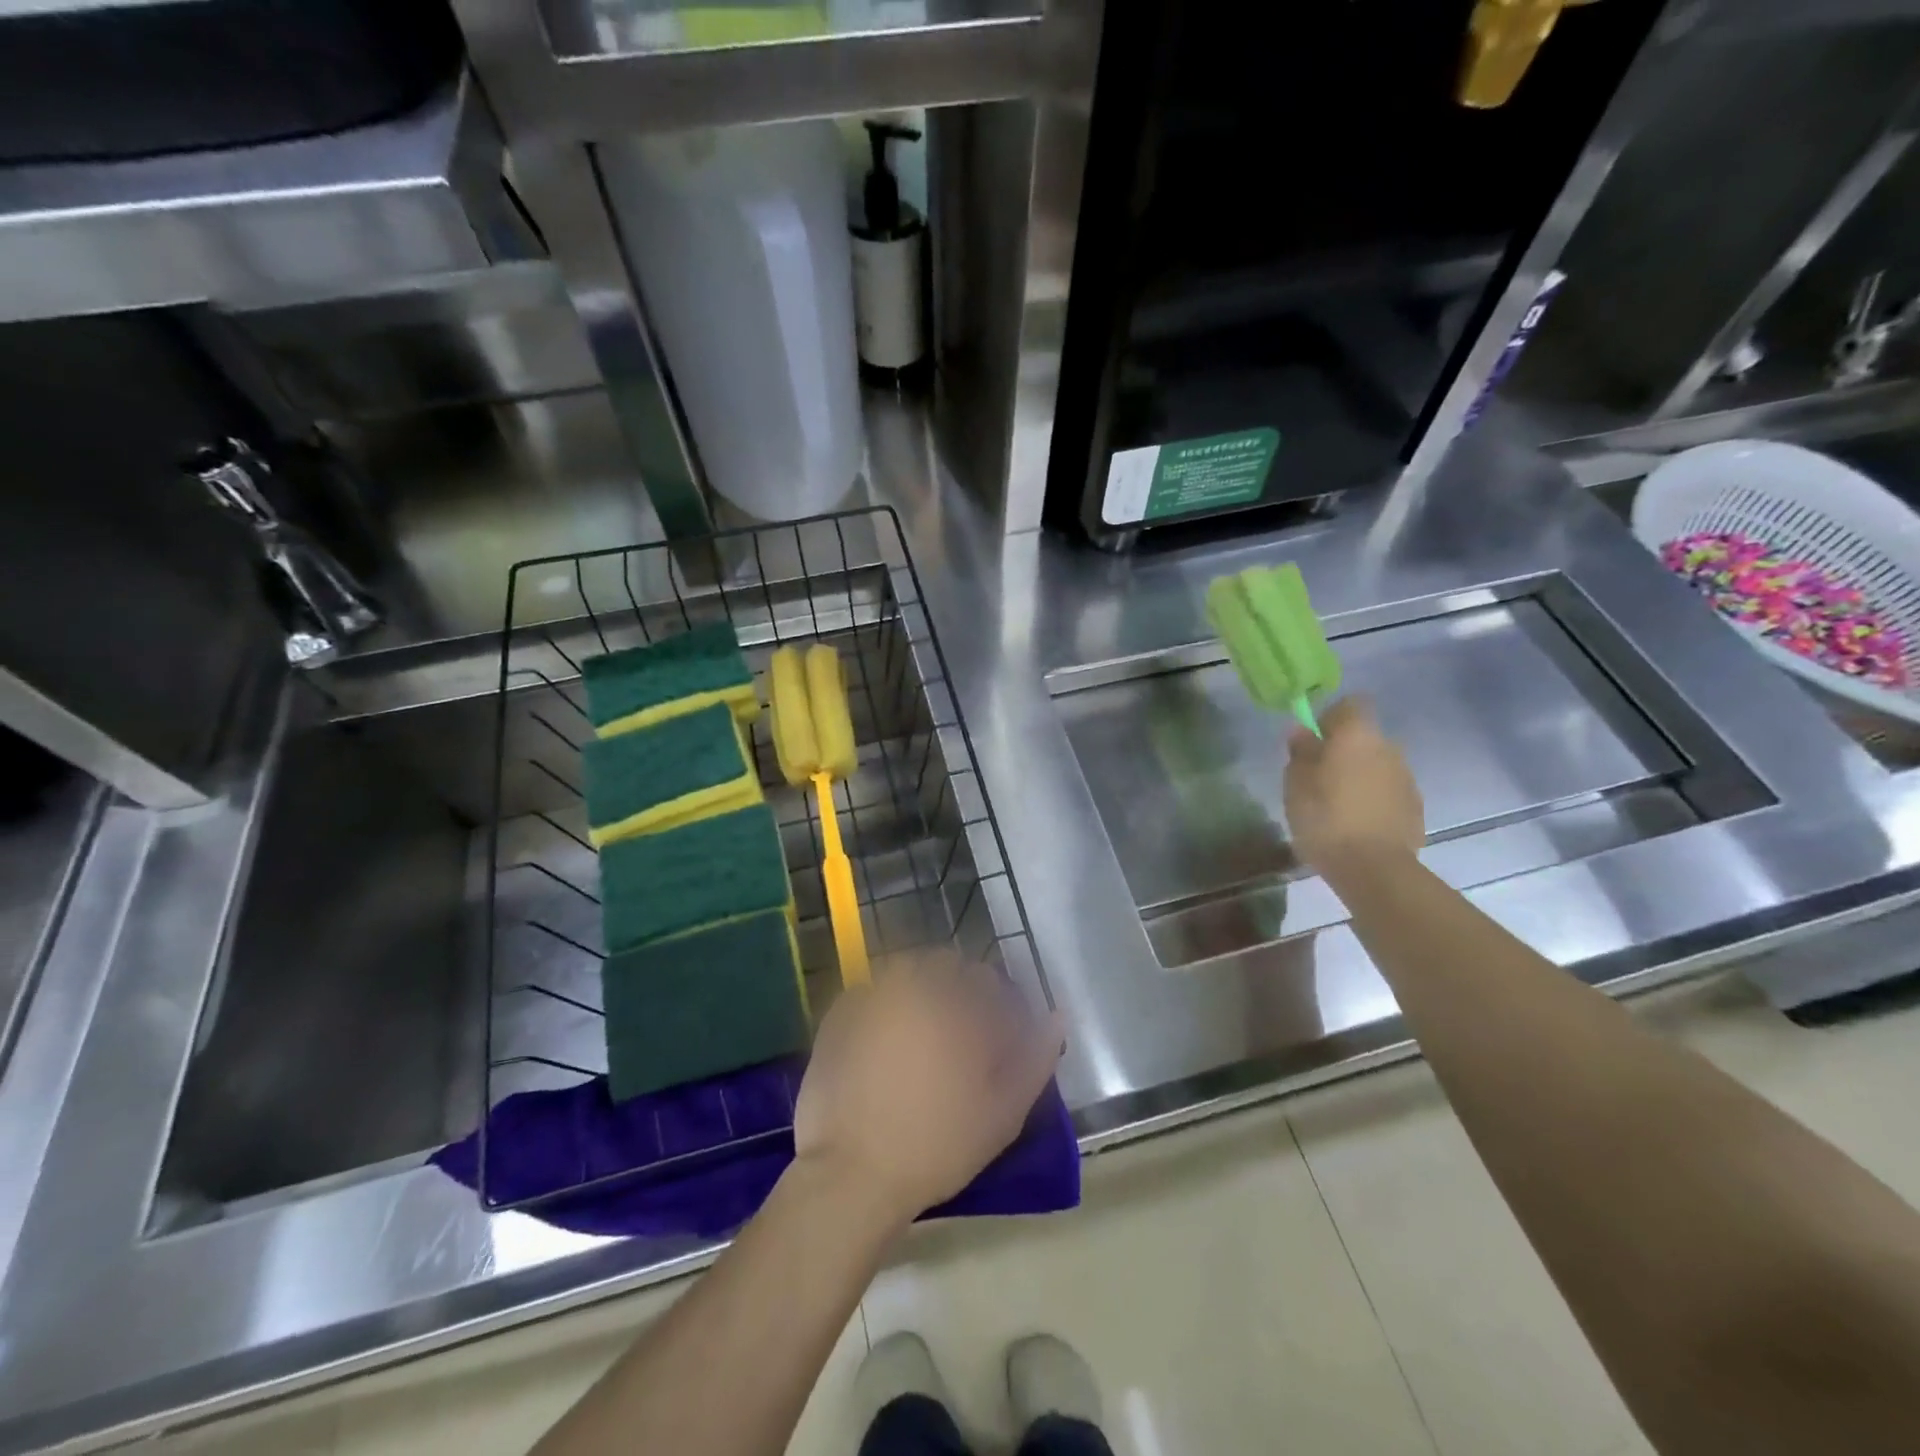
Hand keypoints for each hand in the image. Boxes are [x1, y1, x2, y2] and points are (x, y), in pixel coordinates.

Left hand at [792, 953, 1061, 1227]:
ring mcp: (870, 997)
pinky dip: (882, 1006)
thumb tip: (1056, 1016)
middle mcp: (912, 986)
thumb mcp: (1003, 1112)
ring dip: (919, 991)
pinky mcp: (838, 1015)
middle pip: (943, 966)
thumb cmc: (937, 1145)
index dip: (994, 1004)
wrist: (852, 1175)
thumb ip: (1035, 1058)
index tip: (991, 1036)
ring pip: (904, 972)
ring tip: (919, 1037)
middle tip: (954, 1037)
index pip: (985, 979)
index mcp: (955, 1004)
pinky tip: (882, 1043)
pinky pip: (869, 992)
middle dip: (955, 990)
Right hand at [1284, 696, 1424, 876]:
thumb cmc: (1325, 817)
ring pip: (1378, 765)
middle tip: (1319, 777)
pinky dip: (1373, 800)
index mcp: (1357, 735)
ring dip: (1359, 776)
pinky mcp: (1415, 807)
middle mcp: (1388, 748)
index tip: (1314, 740)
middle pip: (1365, 737)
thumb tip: (1302, 731)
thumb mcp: (1296, 783)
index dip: (1331, 717)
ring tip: (1337, 805)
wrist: (1373, 867)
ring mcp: (1406, 778)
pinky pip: (1388, 792)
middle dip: (1344, 751)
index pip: (1351, 705)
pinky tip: (1356, 824)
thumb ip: (1300, 752)